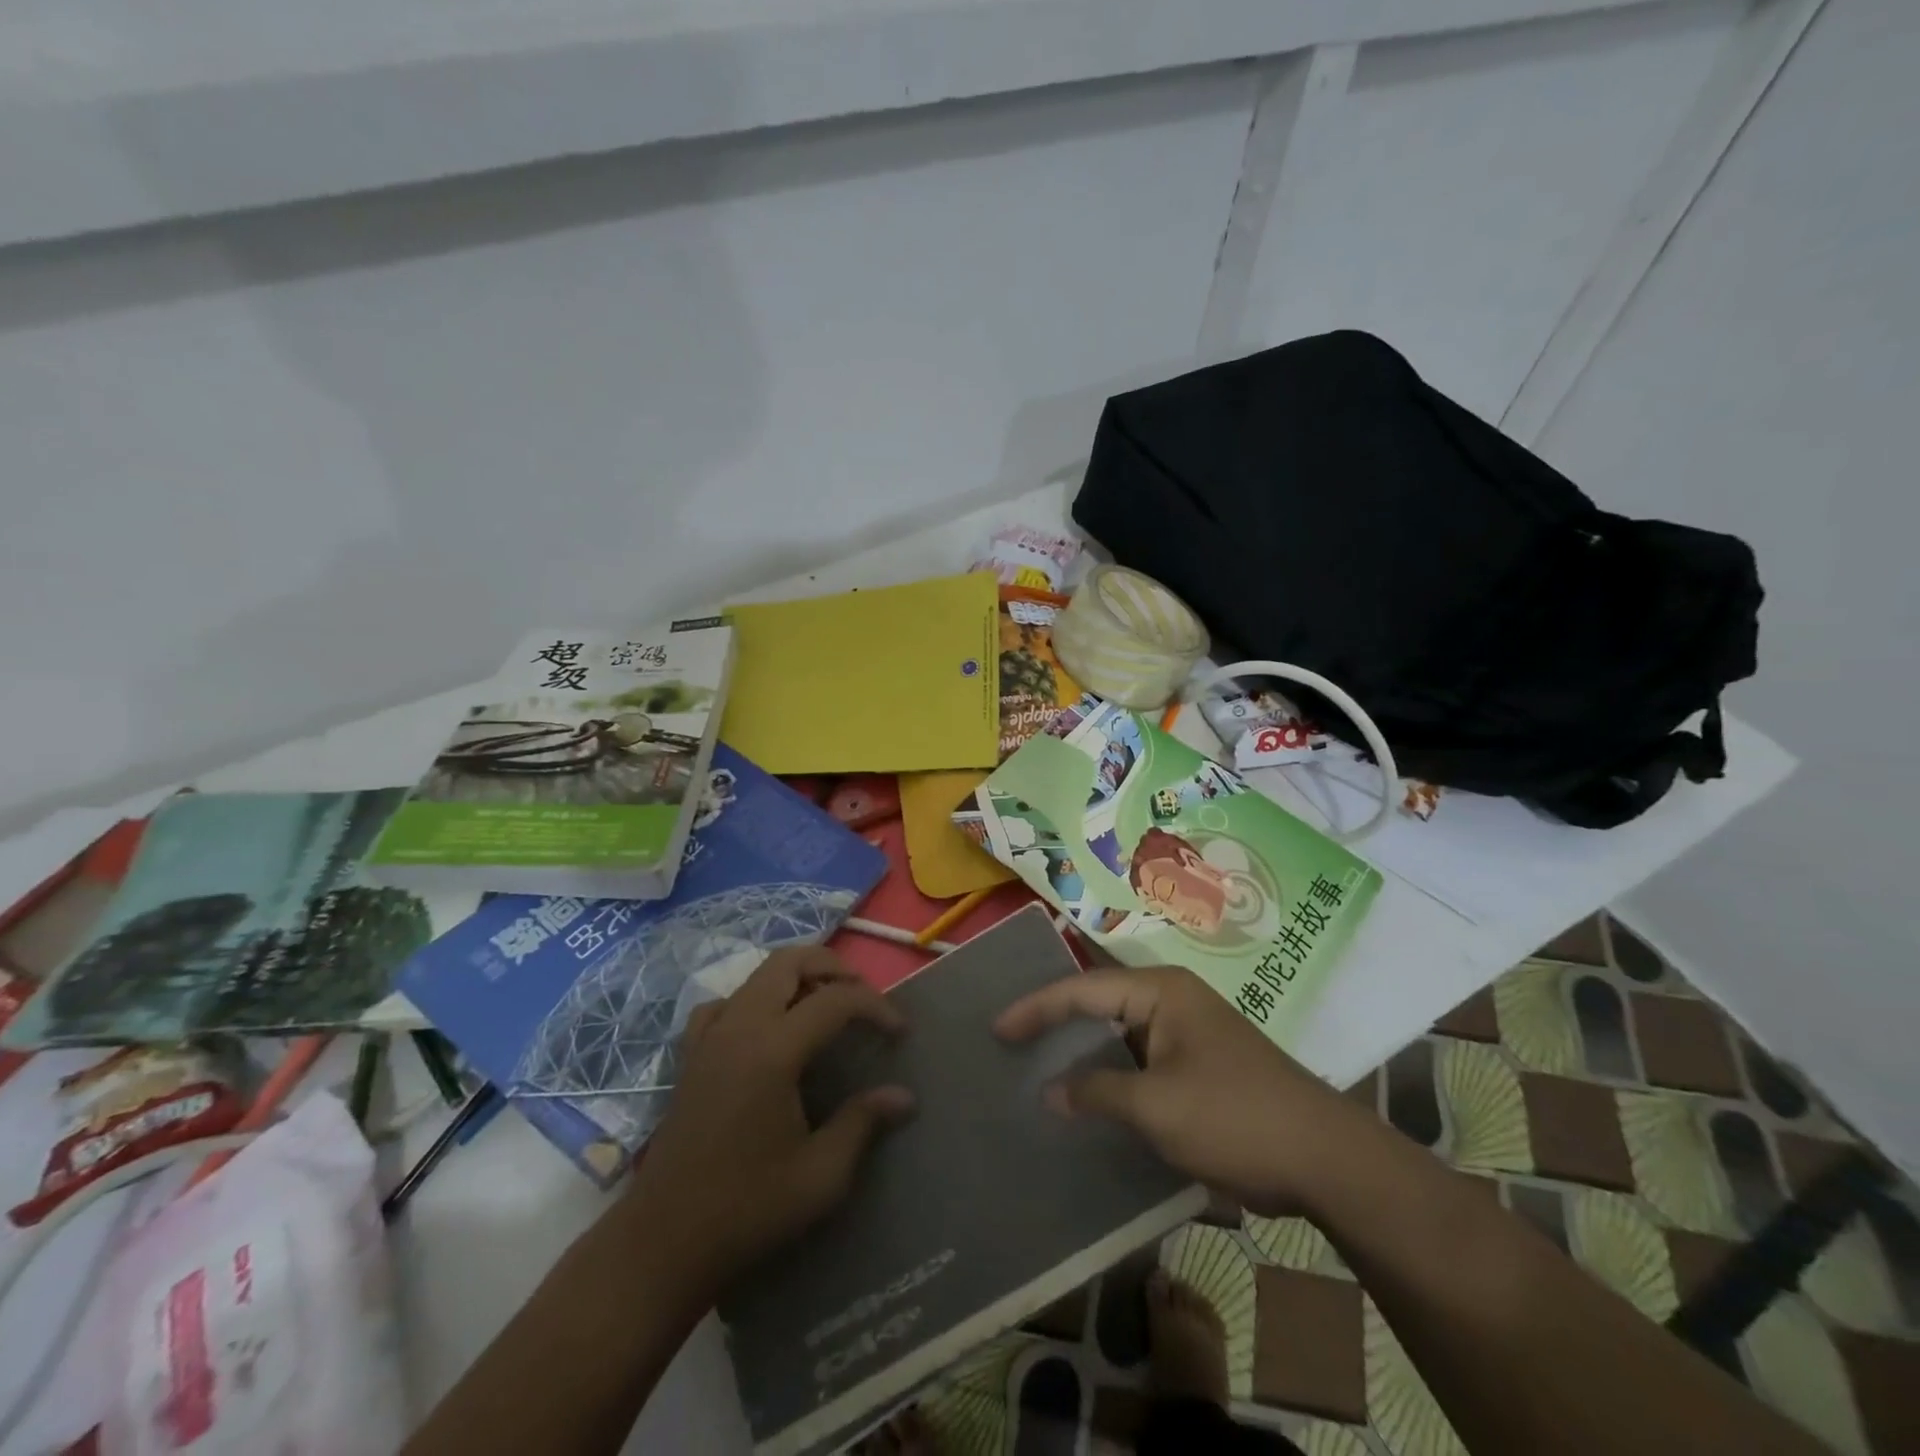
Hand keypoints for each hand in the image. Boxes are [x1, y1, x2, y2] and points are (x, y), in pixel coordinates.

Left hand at [622, 946, 913, 1290]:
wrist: (662, 1243)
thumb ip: (863, 1123)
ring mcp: (709, 1037)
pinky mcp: (690, 1055)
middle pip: (789, 962)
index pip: (836, 1000)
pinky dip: (754, 1000)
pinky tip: (765, 1030)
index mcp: (773, 1050)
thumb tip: (904, 1096)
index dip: (876, 1007)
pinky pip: (724, 1003)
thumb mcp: (820, 1176)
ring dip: (797, 977)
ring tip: (824, 1007)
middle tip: (863, 997)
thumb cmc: (746, 1209)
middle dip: (834, 967)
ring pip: (757, 975)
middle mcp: (739, 1027)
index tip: (901, 1033)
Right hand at [994, 965, 1368, 1215]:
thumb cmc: (1235, 1118)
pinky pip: (1139, 1059)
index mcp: (1161, 992)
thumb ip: (1097, 1093)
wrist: (1326, 1159)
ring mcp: (1187, 1032)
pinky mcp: (1197, 1064)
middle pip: (1099, 1003)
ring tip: (1037, 1064)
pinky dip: (1109, 1073)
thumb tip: (1049, 1091)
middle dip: (1055, 1021)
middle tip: (1010, 1039)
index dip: (1036, 1008)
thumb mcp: (1157, 1107)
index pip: (1083, 989)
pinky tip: (1088, 1095)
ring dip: (1082, 1050)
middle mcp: (1172, 1000)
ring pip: (1118, 1033)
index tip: (997, 1028)